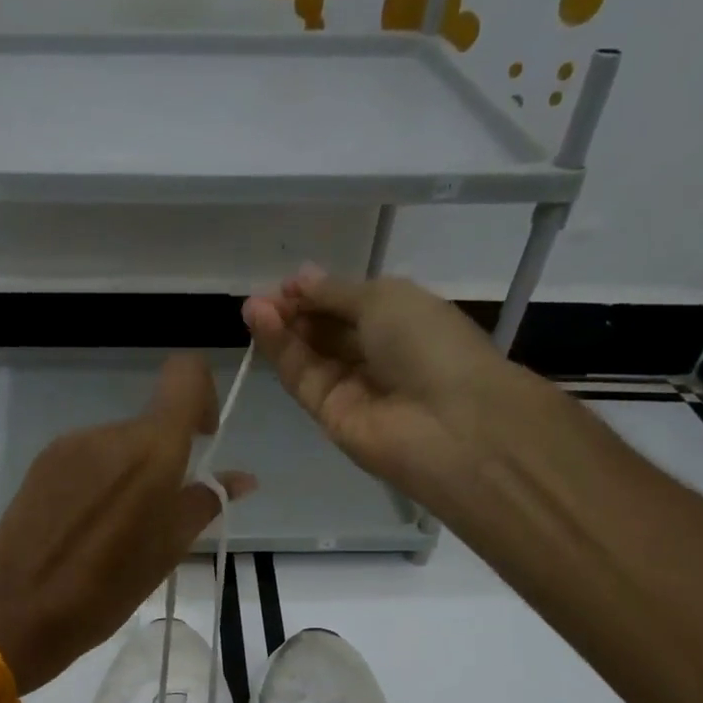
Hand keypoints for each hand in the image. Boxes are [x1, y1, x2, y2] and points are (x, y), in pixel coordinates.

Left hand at [0, 355, 255, 695]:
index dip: (202, 395)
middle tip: (157, 515)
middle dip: (163, 458)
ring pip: (116, 444)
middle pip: (150, 424)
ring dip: (128, 473)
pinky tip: (85, 526)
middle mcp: (109, 433)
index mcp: (151, 449)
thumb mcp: (168, 549)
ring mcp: (69, 446)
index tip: (201, 440)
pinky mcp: (41, 463)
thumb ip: (206, 502)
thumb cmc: (108, 587)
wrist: (21, 610)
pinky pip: (85, 458)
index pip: (185, 374)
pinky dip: (97, 480)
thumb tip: (242, 479)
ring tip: (116, 529)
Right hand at [241, 268, 538, 506]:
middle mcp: (376, 354)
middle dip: (294, 310)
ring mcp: (352, 387)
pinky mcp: (329, 416)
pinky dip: (281, 351)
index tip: (286, 283)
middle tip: (261, 296)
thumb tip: (300, 278)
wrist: (449, 423)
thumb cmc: (428, 345)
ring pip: (308, 354)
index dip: (317, 292)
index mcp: (401, 320)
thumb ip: (335, 293)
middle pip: (325, 330)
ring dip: (280, 328)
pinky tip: (261, 324)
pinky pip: (302, 378)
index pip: (348, 305)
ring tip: (253, 306)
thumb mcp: (385, 299)